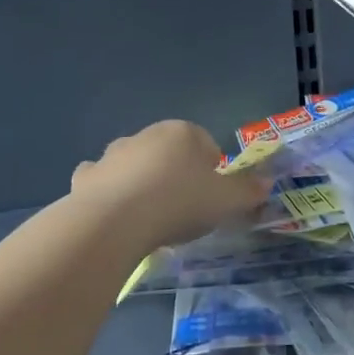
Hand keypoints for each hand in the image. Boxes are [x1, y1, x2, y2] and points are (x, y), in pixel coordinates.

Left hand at [71, 120, 270, 249]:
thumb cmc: (179, 203)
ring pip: (135, 165)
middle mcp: (146, 134)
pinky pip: (104, 181)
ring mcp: (112, 154)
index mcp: (182, 132)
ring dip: (143, 183)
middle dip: (177, 176)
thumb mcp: (227, 201)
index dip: (213, 172)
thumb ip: (249, 191)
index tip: (212, 199)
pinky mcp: (87, 176)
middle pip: (170, 153)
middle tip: (184, 211)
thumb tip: (267, 183)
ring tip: (151, 218)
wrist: (116, 222)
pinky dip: (110, 192)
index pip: (206, 145)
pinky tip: (117, 216)